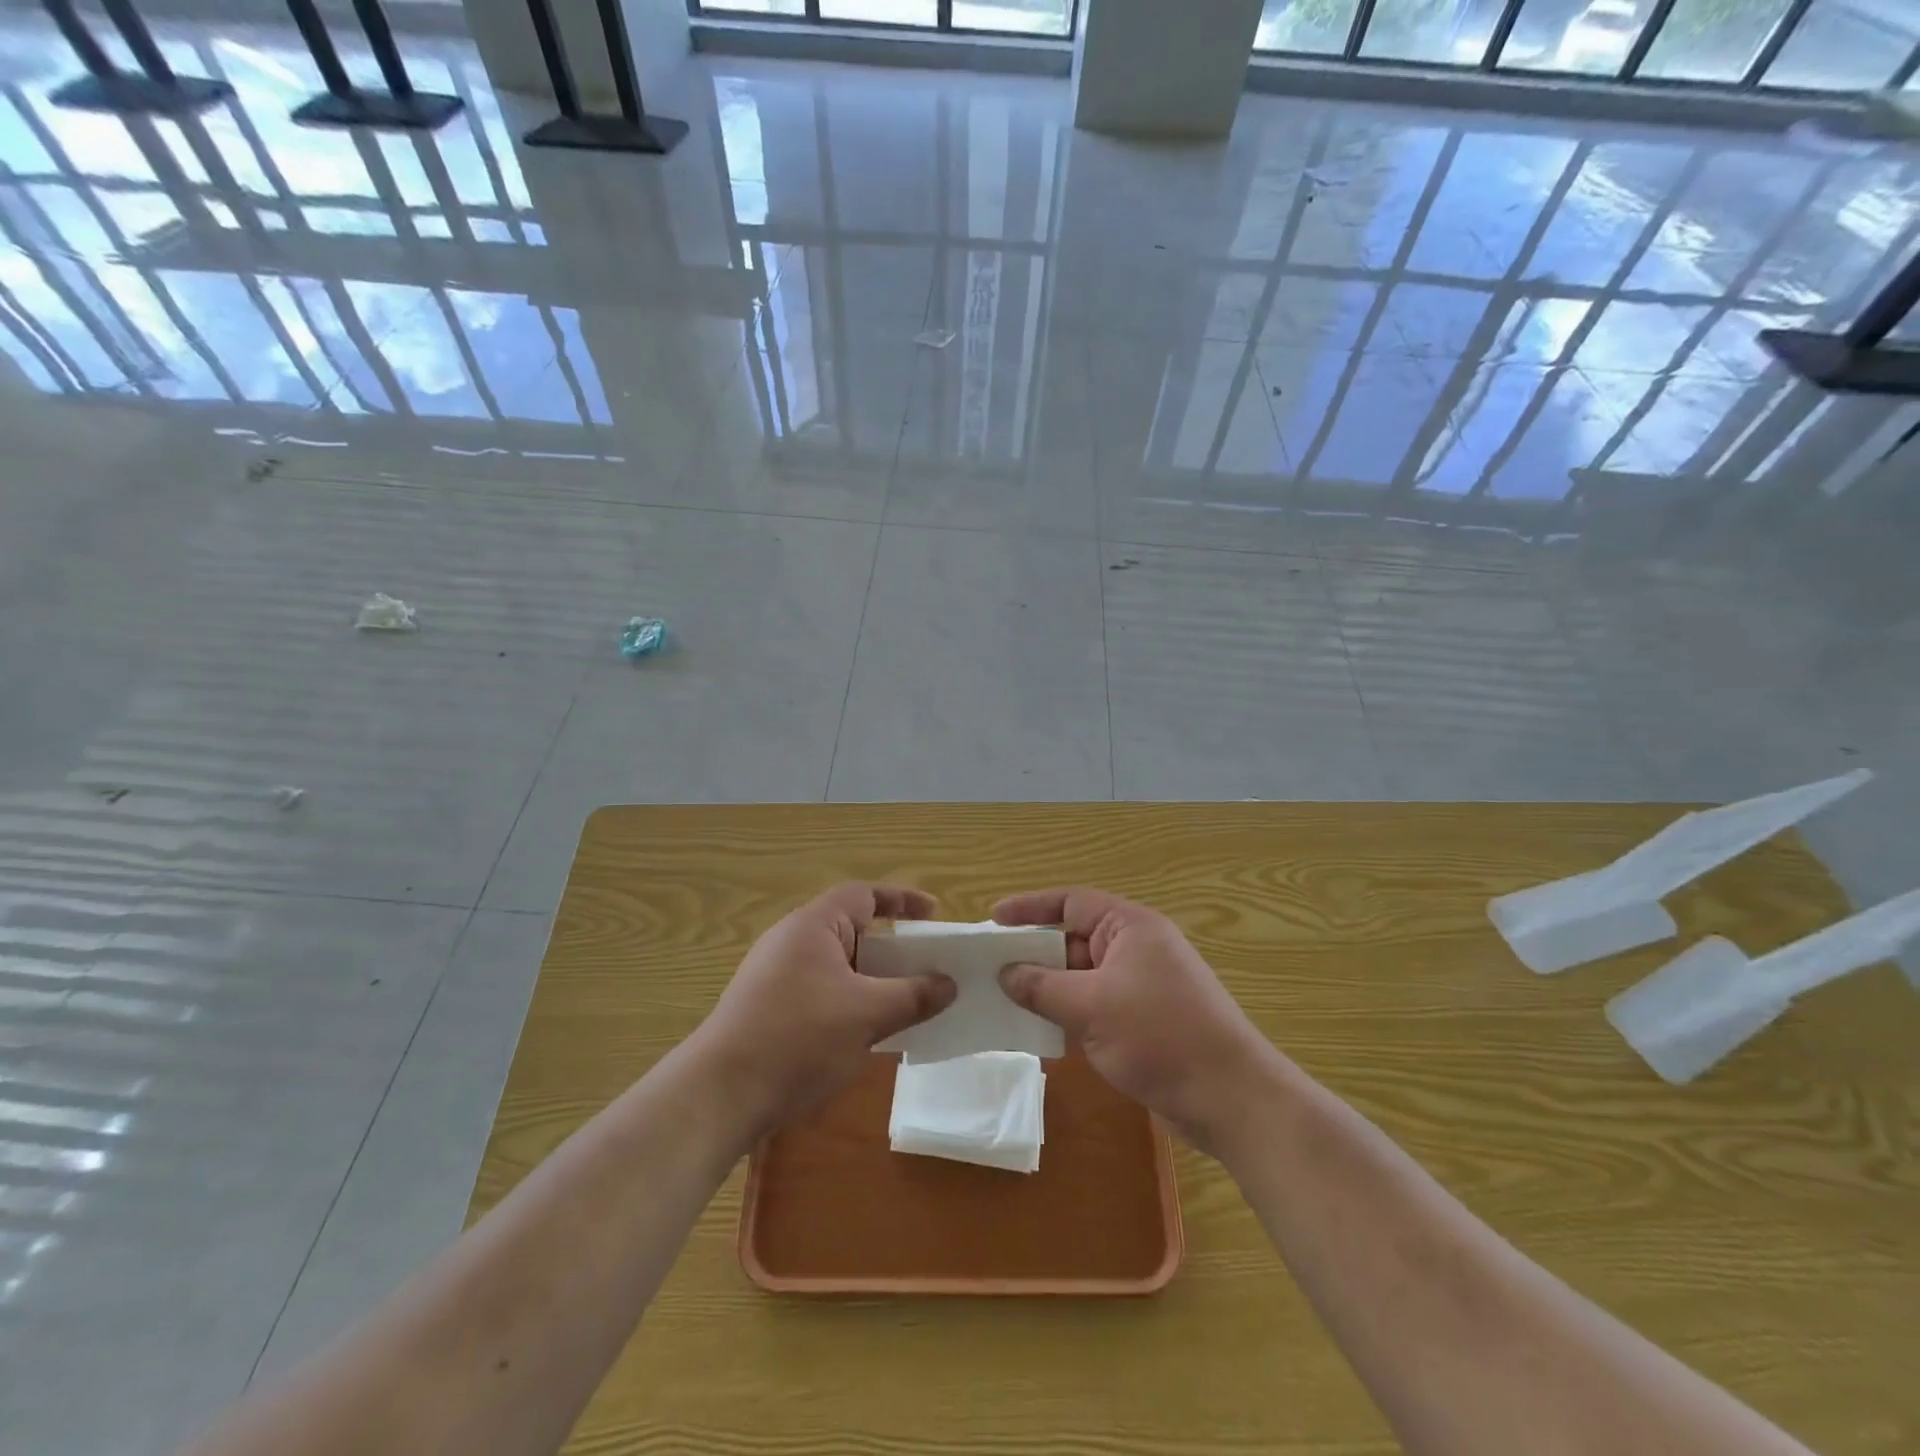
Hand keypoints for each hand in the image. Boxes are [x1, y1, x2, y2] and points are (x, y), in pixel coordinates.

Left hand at [691, 884, 955, 1139]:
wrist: (719, 1095)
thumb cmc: (798, 1038)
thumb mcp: (867, 1016)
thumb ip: (913, 995)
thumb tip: (949, 984)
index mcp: (813, 925)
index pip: (864, 895)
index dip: (902, 900)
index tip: (935, 915)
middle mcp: (791, 941)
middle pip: (852, 929)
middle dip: (891, 948)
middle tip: (925, 967)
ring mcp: (775, 975)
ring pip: (837, 965)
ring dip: (871, 980)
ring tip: (902, 1005)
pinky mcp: (767, 1008)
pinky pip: (821, 991)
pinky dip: (849, 1002)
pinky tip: (864, 1035)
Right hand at [994, 887, 1281, 1156]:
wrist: (1231, 1099)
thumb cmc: (1161, 1036)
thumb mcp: (1092, 1007)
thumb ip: (1042, 987)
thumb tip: (1006, 974)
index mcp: (1130, 927)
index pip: (1071, 902)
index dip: (1030, 908)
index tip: (993, 920)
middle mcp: (1136, 947)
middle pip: (1074, 938)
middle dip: (1034, 952)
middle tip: (990, 966)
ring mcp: (1142, 984)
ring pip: (1082, 975)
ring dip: (1048, 986)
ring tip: (1005, 999)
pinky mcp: (1145, 1019)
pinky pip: (1095, 1003)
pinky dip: (1069, 1011)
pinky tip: (1040, 1030)